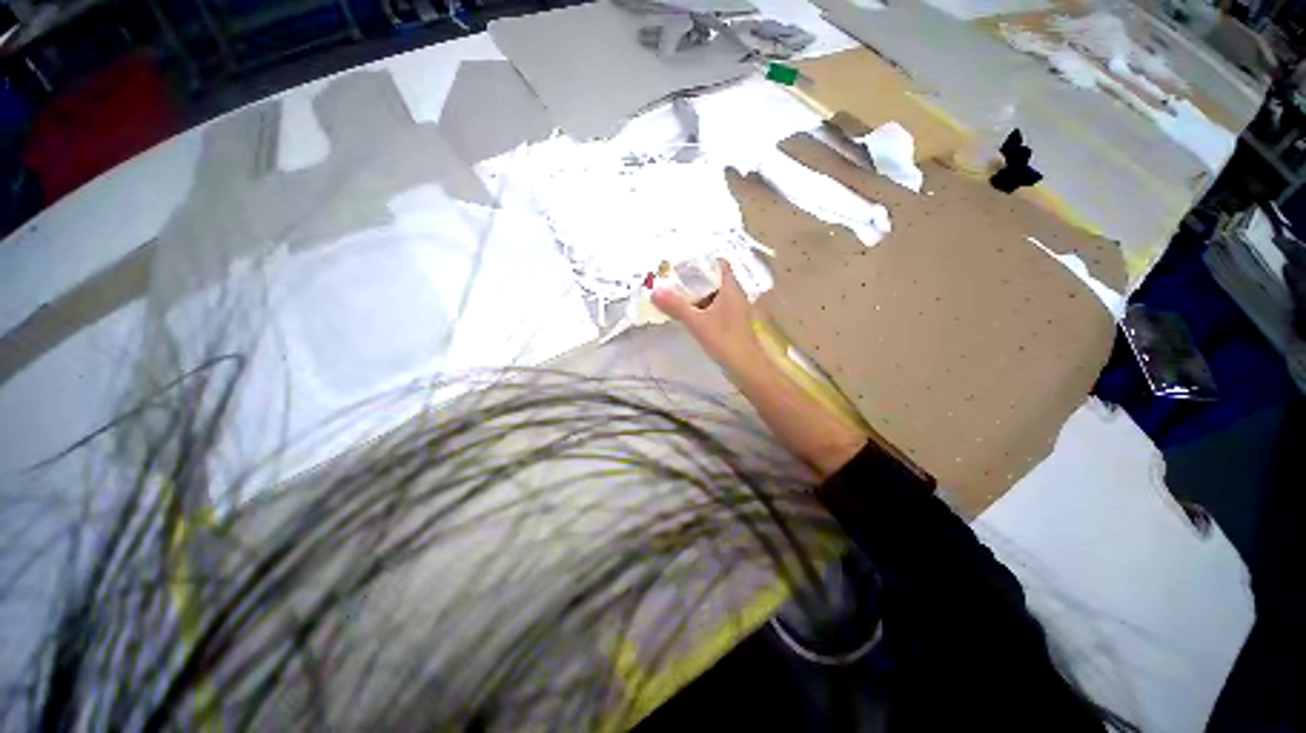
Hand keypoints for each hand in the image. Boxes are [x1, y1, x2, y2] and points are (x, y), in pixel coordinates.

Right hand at [652, 260, 763, 371]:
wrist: (746, 367)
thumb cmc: (724, 340)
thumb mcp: (697, 322)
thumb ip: (676, 306)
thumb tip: (655, 291)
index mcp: (731, 288)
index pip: (718, 264)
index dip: (701, 262)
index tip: (681, 266)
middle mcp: (735, 294)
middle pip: (713, 279)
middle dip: (694, 280)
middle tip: (672, 282)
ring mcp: (735, 309)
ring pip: (714, 295)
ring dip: (697, 295)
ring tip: (675, 296)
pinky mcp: (732, 322)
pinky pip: (715, 308)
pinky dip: (702, 308)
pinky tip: (688, 314)